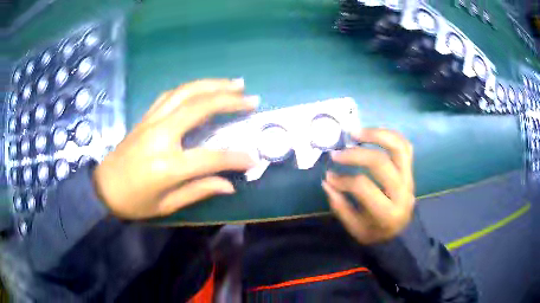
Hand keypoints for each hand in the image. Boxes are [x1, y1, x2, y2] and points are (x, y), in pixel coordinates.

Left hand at [93, 79, 258, 218]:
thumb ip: (199, 191)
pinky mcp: (145, 117)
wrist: (103, 188)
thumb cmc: (134, 202)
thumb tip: (230, 185)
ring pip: (185, 93)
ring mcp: (151, 122)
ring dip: (212, 85)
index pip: (211, 157)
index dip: (236, 158)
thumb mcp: (167, 206)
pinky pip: (170, 95)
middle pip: (199, 108)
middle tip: (252, 98)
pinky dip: (190, 88)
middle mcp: (160, 136)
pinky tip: (203, 88)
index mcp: (167, 166)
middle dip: (229, 100)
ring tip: (235, 83)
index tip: (254, 158)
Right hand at [322, 129, 414, 244]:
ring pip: (398, 147)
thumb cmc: (376, 233)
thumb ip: (340, 206)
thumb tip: (327, 180)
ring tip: (355, 133)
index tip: (329, 177)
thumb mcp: (354, 229)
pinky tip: (372, 134)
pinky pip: (404, 145)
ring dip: (376, 134)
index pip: (363, 187)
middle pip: (381, 163)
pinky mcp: (410, 170)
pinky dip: (389, 135)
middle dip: (356, 154)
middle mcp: (402, 192)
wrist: (401, 233)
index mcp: (387, 213)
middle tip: (337, 152)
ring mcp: (409, 178)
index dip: (343, 180)